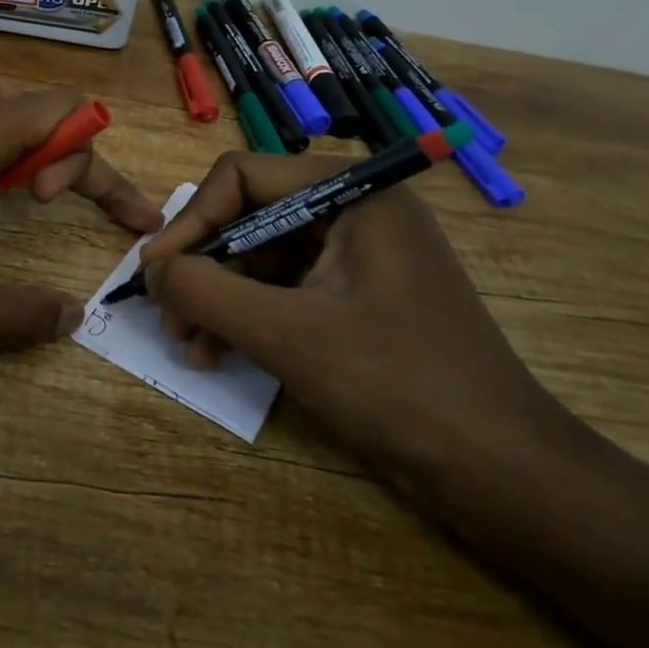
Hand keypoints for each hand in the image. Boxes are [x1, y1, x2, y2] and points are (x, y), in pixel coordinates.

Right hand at [140, 151, 565, 492]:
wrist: (498, 470)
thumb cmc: (395, 383)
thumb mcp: (285, 333)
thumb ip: (205, 291)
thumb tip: (150, 269)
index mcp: (351, 193)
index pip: (242, 177)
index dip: (191, 221)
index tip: (155, 273)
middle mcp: (354, 212)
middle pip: (248, 219)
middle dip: (204, 270)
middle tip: (170, 320)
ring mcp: (358, 258)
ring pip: (261, 261)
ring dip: (219, 300)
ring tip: (190, 349)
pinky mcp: (356, 301)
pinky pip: (284, 293)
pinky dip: (249, 319)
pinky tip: (220, 356)